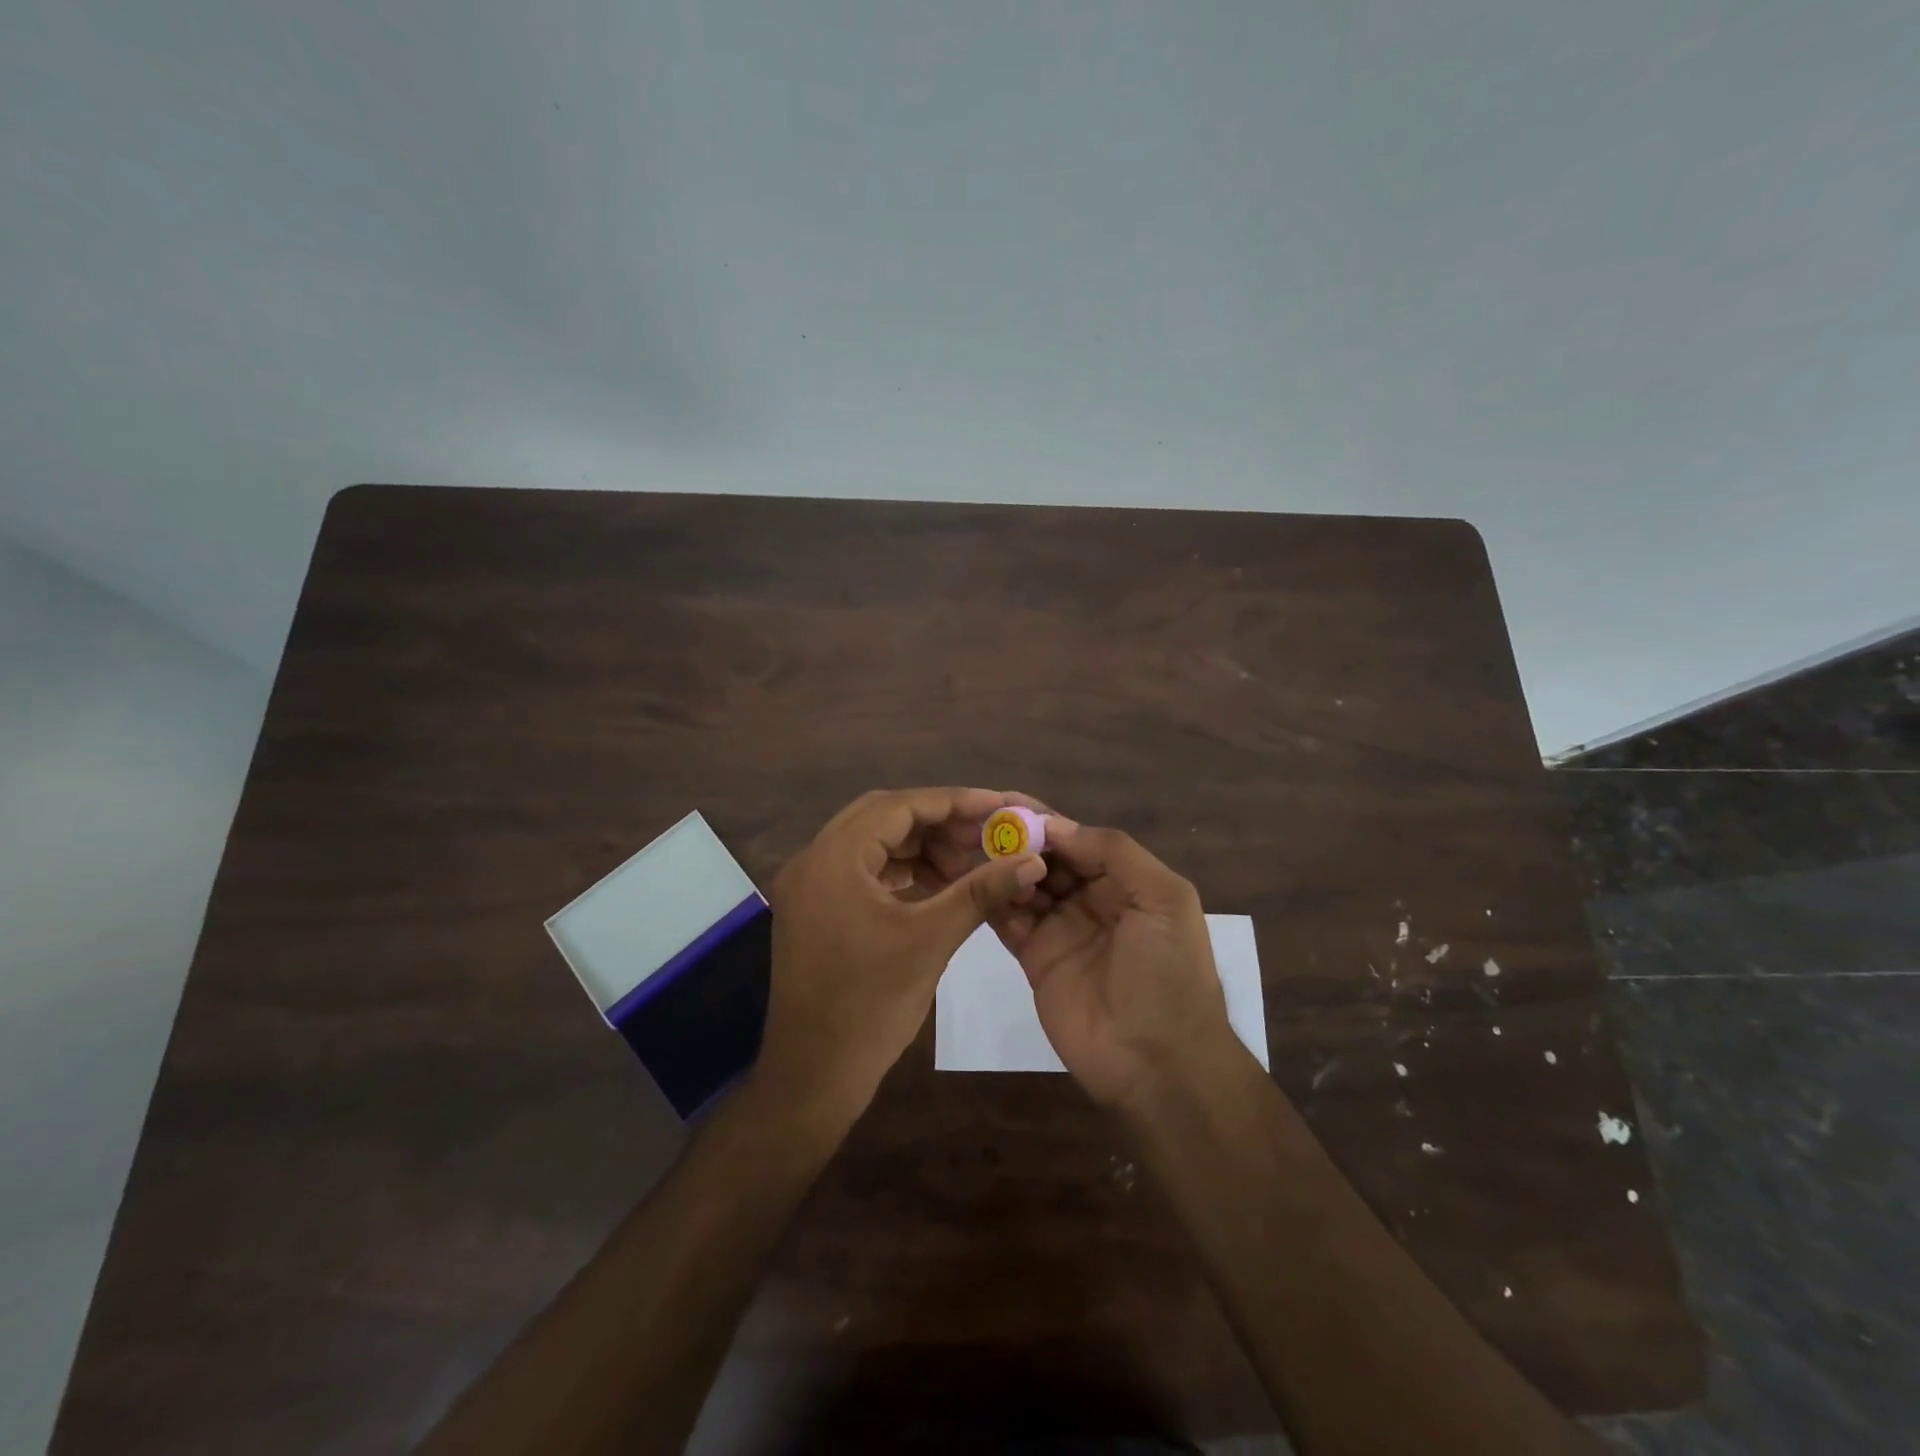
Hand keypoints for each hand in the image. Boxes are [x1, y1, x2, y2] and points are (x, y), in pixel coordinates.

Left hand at [757, 788, 1046, 1125]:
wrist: (813, 1076)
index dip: (952, 803)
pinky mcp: (815, 909)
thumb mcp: (930, 940)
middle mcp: (812, 860)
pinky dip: (901, 871)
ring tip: (967, 864)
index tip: (997, 806)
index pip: (898, 807)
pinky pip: (862, 871)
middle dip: (937, 822)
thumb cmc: (870, 1006)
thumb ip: (980, 891)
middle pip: (882, 817)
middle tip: (984, 835)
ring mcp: (809, 886)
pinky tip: (938, 885)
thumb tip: (1031, 860)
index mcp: (832, 859)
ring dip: (919, 847)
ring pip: (872, 843)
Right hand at [994, 810, 1235, 1109]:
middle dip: (1018, 840)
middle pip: (1048, 859)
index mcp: (1126, 881)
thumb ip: (1116, 853)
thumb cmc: (1167, 972)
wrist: (1156, 1062)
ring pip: (1025, 885)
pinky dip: (992, 899)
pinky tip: (972, 881)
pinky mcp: (1034, 958)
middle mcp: (1091, 899)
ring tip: (966, 846)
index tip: (1006, 803)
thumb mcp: (1164, 899)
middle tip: (977, 824)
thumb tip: (1056, 825)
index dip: (1047, 821)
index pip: (1079, 840)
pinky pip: (1009, 920)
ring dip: (1001, 866)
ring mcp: (1061, 929)